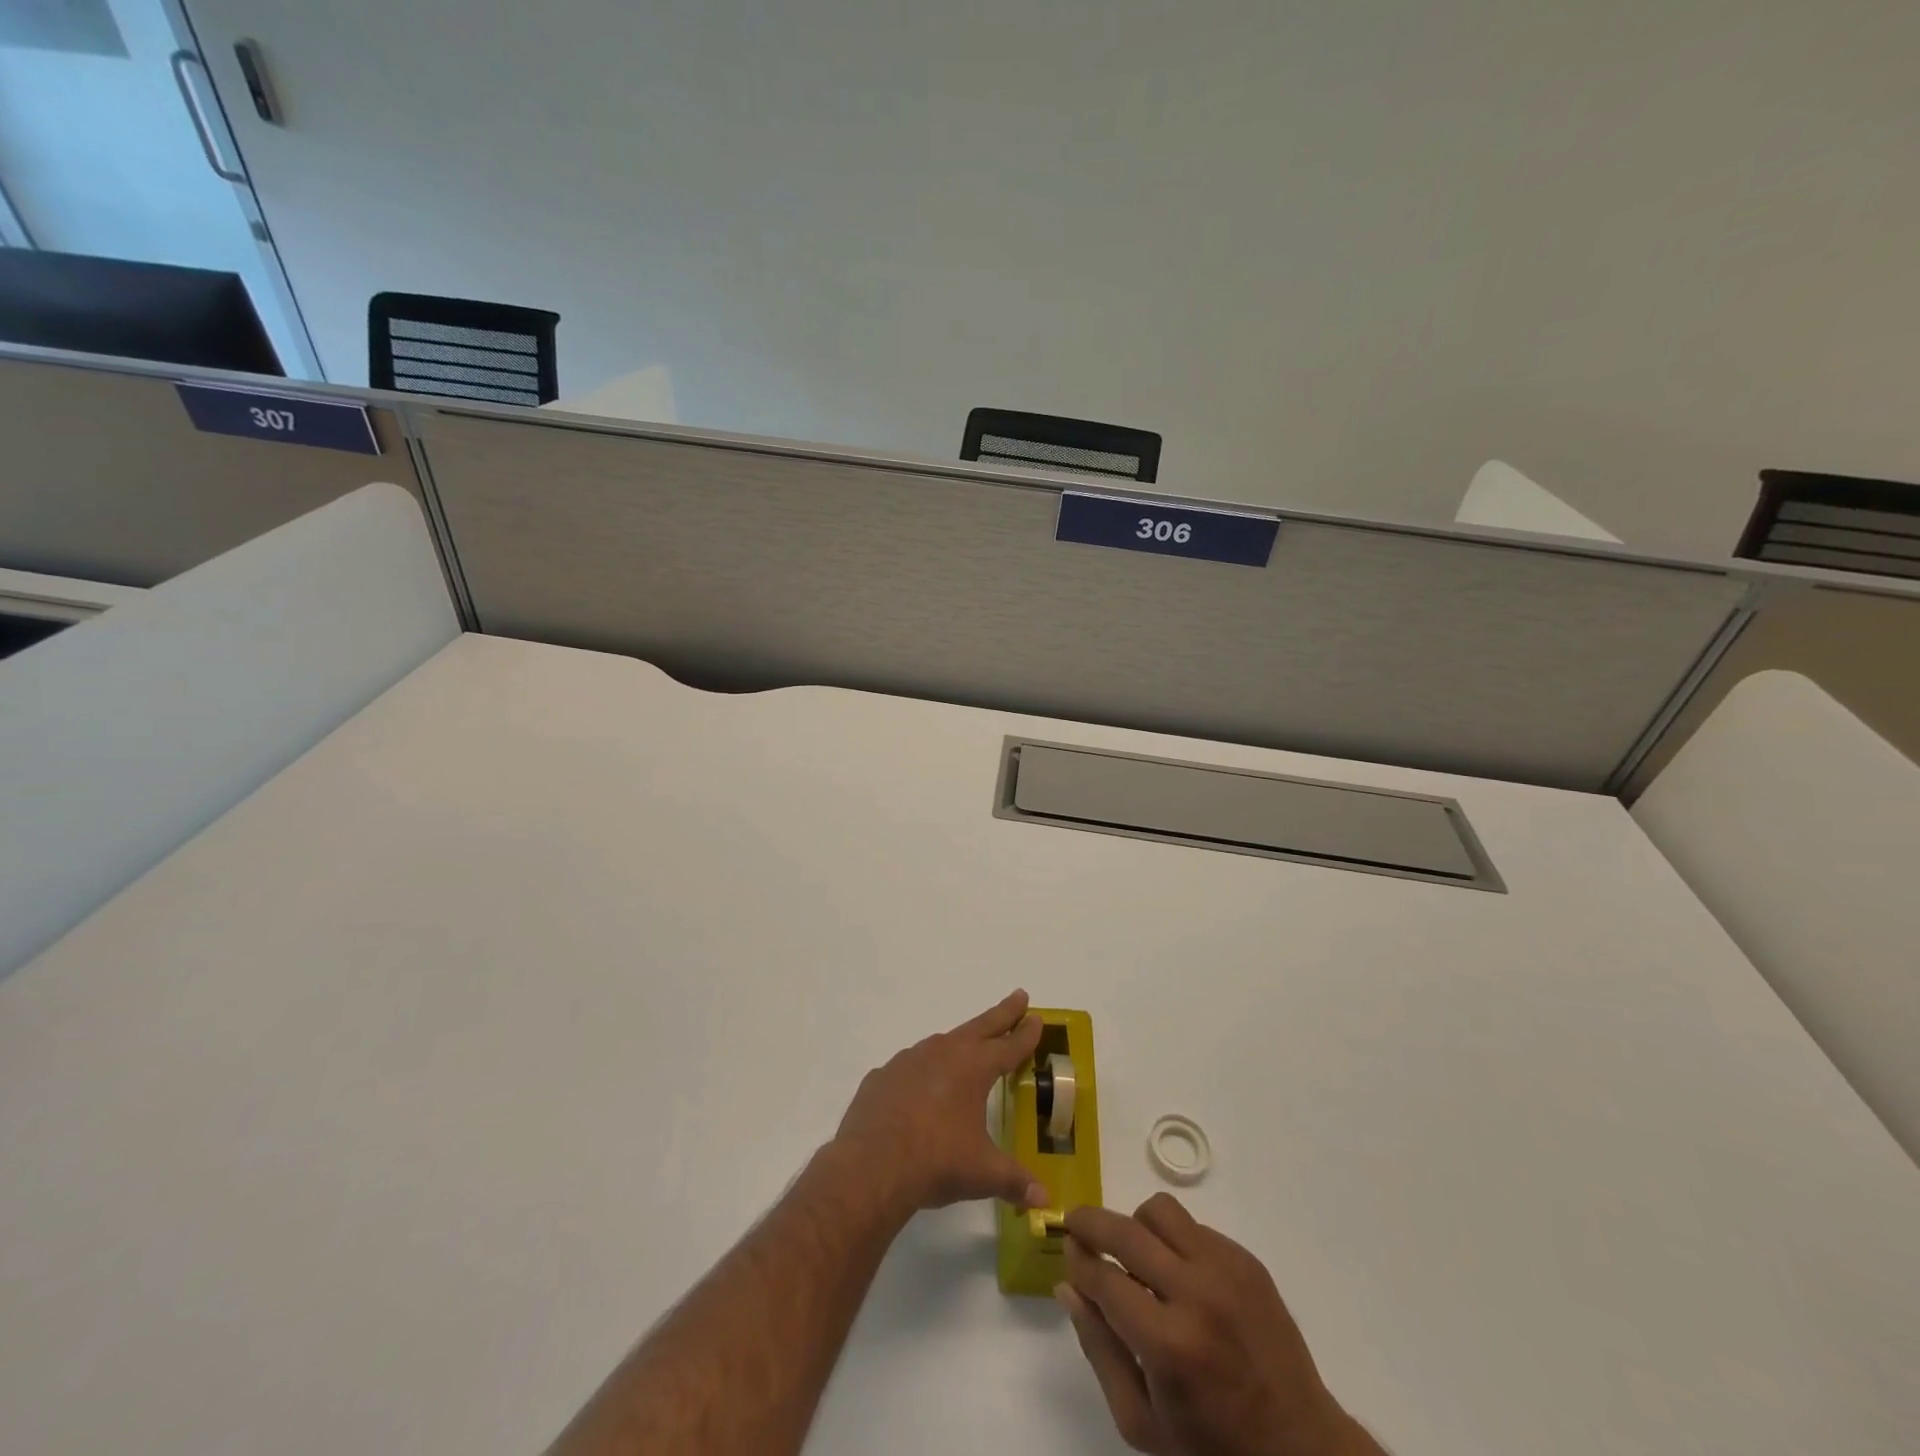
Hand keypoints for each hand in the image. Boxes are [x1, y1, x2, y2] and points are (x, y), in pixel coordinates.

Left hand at [831, 989, 1048, 1221]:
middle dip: (1002, 1014)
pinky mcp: (882, 1076)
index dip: (1025, 1033)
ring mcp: (909, 1060)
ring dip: (960, 1042)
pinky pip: (909, 1067)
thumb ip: (1015, 1181)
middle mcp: (943, 1053)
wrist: (871, 1166)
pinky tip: (920, 1088)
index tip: (1037, 1017)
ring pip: (942, 1043)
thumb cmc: (936, 1162)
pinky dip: (922, 1071)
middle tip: (1019, 996)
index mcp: (973, 1068)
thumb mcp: (983, 1173)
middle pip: (980, 1027)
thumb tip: (1045, 1200)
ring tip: (968, 1046)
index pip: (1008, 1046)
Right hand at [1059, 1195, 1384, 1455]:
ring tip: (1135, 1256)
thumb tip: (1068, 1286)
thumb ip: (1099, 1350)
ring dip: (1136, 1226)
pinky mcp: (1247, 1261)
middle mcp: (1197, 1294)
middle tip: (1076, 1226)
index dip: (1077, 1260)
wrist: (1302, 1450)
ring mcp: (1227, 1271)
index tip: (1066, 1250)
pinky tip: (1178, 1275)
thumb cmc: (1213, 1449)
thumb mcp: (1142, 1423)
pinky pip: (1194, 1227)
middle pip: (1126, 1231)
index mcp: (1169, 1345)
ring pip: (1160, 1211)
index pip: (1104, 1279)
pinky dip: (1174, 1241)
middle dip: (1090, 1223)